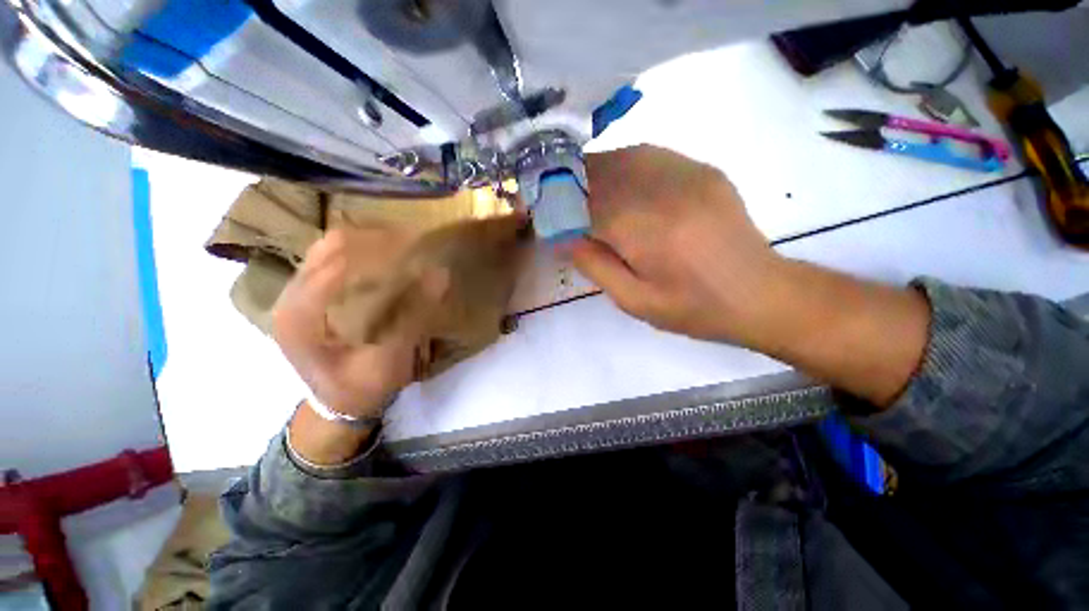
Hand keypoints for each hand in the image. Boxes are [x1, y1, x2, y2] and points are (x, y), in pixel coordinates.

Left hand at [273, 228, 442, 418]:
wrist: (335, 405)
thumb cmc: (360, 388)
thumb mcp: (389, 360)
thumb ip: (412, 317)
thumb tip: (440, 274)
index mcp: (300, 316)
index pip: (340, 262)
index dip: (381, 249)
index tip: (419, 244)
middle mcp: (290, 296)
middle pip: (332, 246)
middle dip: (377, 239)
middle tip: (416, 243)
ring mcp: (295, 292)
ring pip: (330, 247)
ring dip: (368, 242)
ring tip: (403, 246)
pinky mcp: (306, 293)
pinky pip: (331, 257)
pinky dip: (360, 251)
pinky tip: (385, 258)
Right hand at [571, 145, 928, 406]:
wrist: (760, 294)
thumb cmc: (693, 308)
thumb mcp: (635, 301)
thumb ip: (595, 266)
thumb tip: (563, 237)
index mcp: (646, 229)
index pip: (584, 202)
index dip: (556, 203)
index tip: (541, 212)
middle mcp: (664, 190)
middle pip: (600, 172)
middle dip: (570, 183)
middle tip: (556, 201)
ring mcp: (687, 173)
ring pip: (622, 157)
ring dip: (594, 172)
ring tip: (581, 193)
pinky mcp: (702, 170)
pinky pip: (649, 156)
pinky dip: (622, 165)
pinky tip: (617, 185)